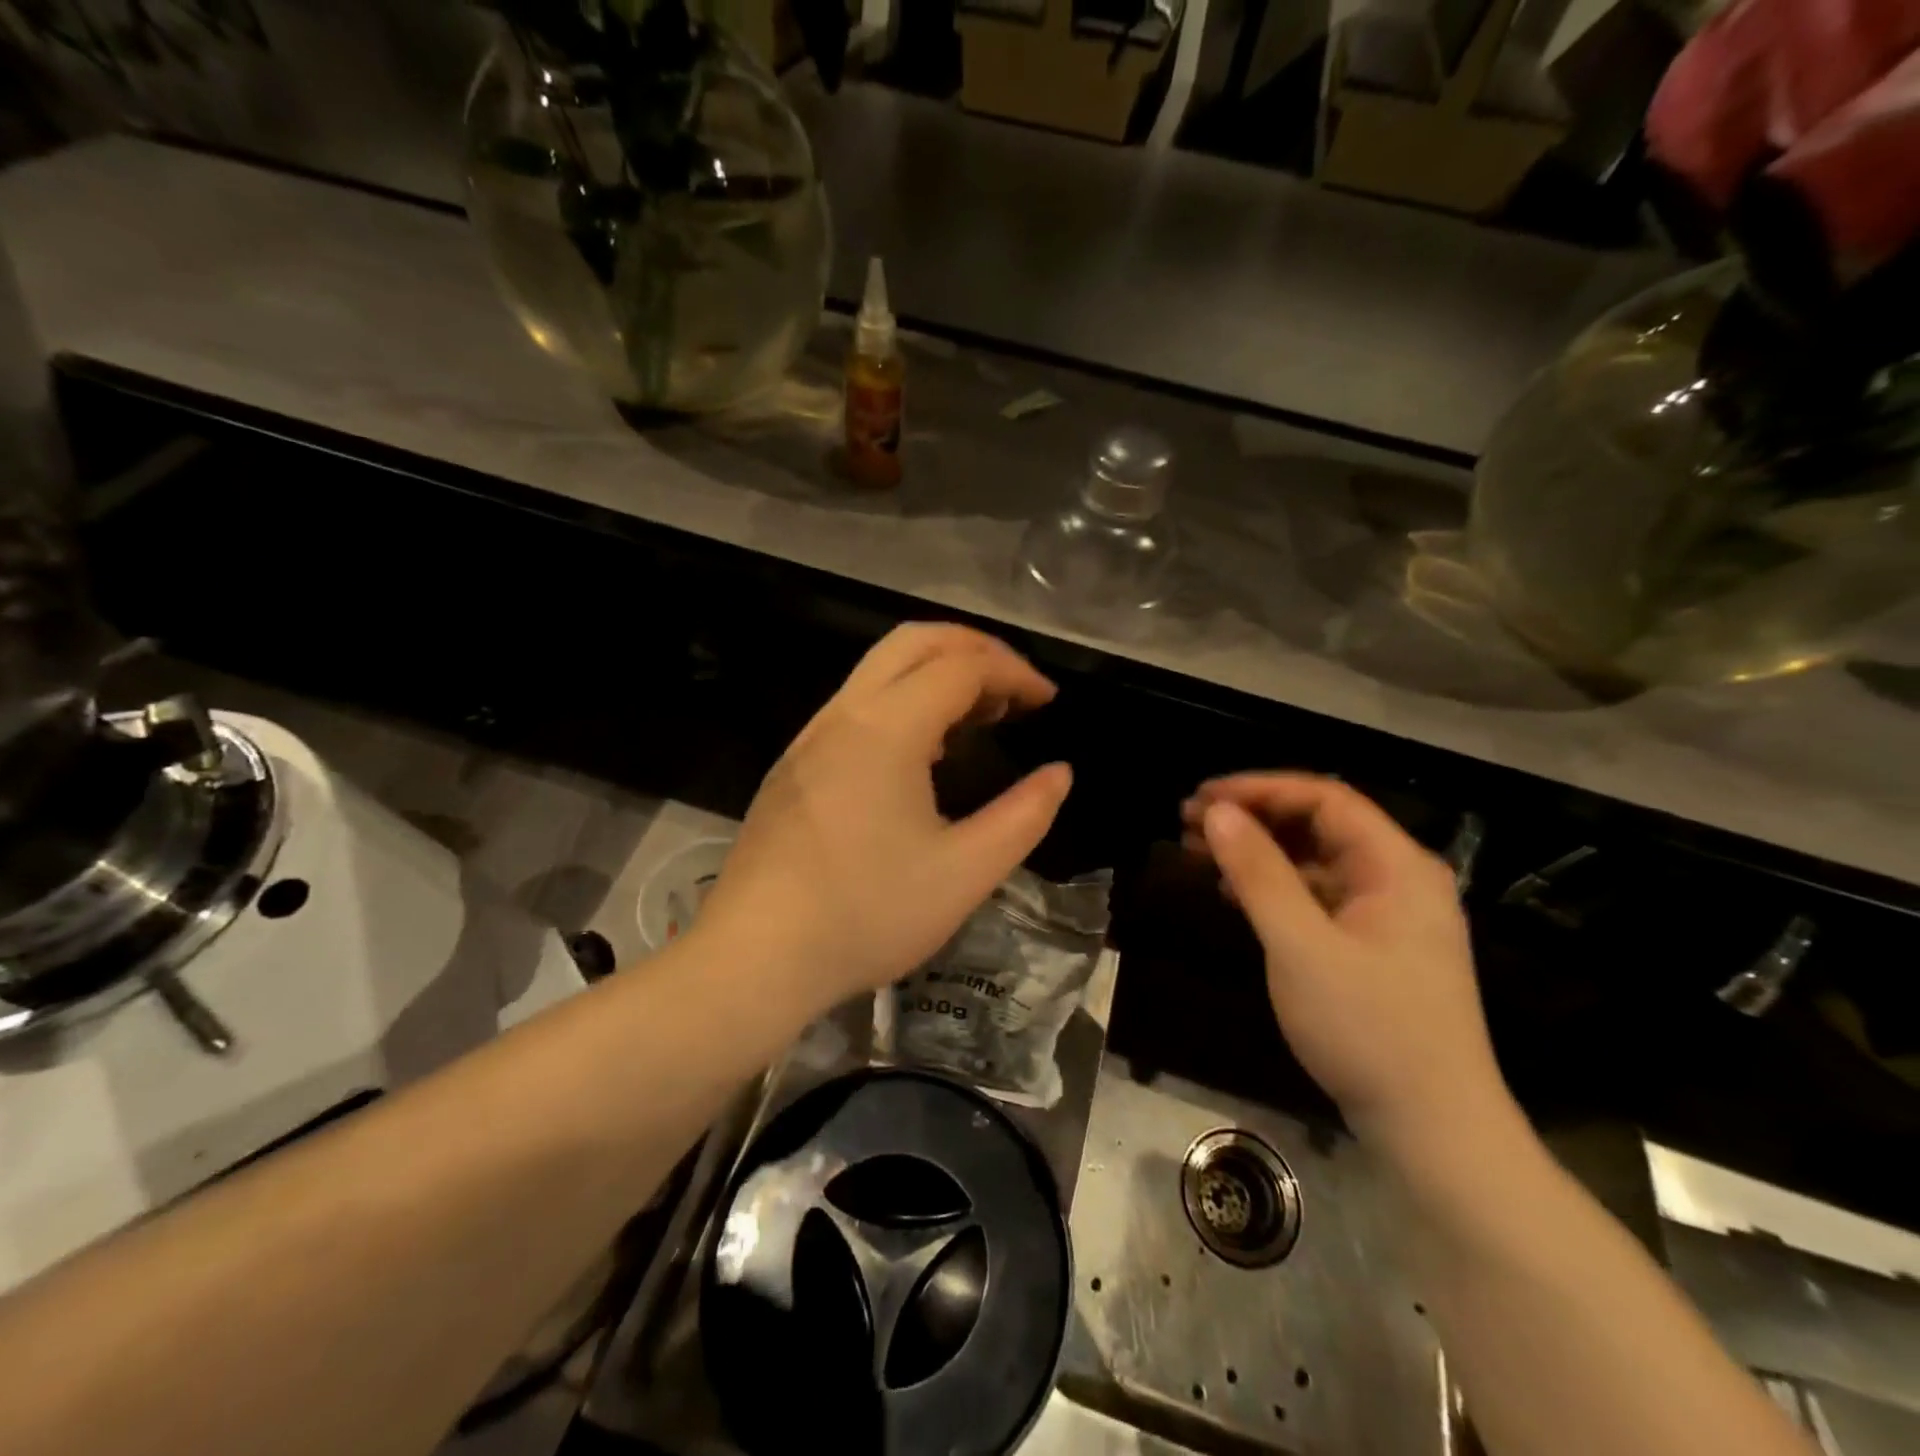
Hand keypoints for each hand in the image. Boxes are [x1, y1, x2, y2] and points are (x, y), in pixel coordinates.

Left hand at [697, 624, 1072, 1014]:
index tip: (1048, 701)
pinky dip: (902, 700)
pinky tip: (921, 752)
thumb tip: (1060, 774)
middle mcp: (843, 715)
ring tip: (978, 716)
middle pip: (913, 642)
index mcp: (887, 728)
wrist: (755, 957)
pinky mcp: (793, 766)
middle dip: (972, 648)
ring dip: (934, 673)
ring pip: (878, 670)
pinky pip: (856, 705)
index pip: (962, 666)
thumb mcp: (965, 872)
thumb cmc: (867, 913)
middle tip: (1014, 687)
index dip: (1014, 673)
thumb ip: (1024, 816)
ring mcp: (810, 737)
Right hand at [1183, 774, 1512, 1151]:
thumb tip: (1217, 813)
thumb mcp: (1300, 945)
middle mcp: (1399, 879)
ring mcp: (1389, 916)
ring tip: (1200, 852)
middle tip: (1190, 822)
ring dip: (1259, 852)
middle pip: (1319, 825)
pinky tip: (1235, 895)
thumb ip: (1258, 872)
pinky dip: (1275, 888)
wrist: (1433, 1131)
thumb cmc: (1367, 1029)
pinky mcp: (1375, 948)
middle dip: (1253, 818)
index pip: (1324, 798)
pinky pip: (1318, 897)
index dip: (1259, 789)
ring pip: (1315, 861)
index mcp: (1397, 866)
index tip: (1202, 798)